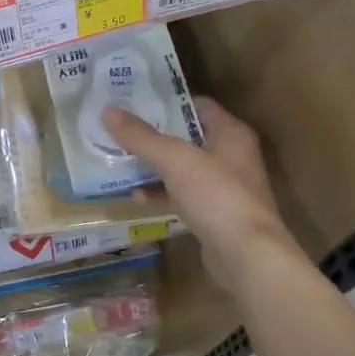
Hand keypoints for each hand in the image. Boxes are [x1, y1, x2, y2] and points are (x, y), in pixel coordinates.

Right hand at [103, 97, 313, 298]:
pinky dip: (161, 192)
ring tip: (120, 157)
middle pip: (187, 135)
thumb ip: (141, 136)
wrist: (247, 256)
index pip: (196, 104)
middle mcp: (231, 155)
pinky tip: (136, 195)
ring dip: (155, 164)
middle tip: (120, 127)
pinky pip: (182, 194)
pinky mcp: (215, 213)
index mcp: (230, 132)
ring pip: (182, 166)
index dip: (166, 100)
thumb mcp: (174, 159)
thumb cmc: (216, 195)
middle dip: (154, 133)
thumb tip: (108, 111)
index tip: (134, 99)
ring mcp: (224, 186)